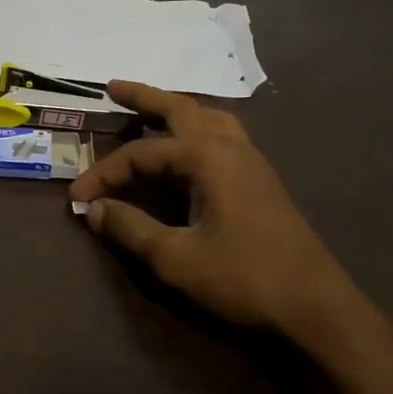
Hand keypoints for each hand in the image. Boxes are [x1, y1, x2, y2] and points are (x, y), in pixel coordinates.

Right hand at [69, 81, 363, 344]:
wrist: (315, 306)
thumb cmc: (244, 278)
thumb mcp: (176, 258)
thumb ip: (131, 229)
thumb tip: (94, 210)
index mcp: (208, 157)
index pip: (141, 155)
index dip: (104, 173)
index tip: (77, 197)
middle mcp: (231, 147)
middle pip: (181, 109)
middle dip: (145, 97)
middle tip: (113, 87)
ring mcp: (252, 161)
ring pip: (208, 118)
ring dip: (176, 110)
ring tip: (152, 111)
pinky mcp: (261, 180)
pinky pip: (222, 136)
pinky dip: (196, 130)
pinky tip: (189, 149)